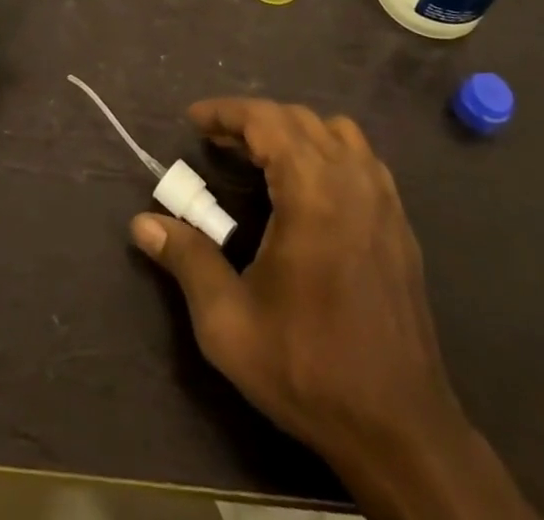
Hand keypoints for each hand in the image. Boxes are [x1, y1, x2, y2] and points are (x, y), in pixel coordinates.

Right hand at [129, 99, 466, 464]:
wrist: (401, 431)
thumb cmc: (308, 368)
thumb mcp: (229, 322)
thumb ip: (186, 260)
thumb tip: (142, 224)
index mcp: (313, 191)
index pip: (265, 120)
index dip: (225, 112)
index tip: (193, 120)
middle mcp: (352, 180)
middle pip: (297, 119)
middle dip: (253, 120)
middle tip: (217, 142)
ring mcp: (383, 200)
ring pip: (334, 132)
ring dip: (293, 131)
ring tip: (261, 157)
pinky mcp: (400, 223)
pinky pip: (360, 159)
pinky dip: (326, 151)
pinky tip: (308, 188)